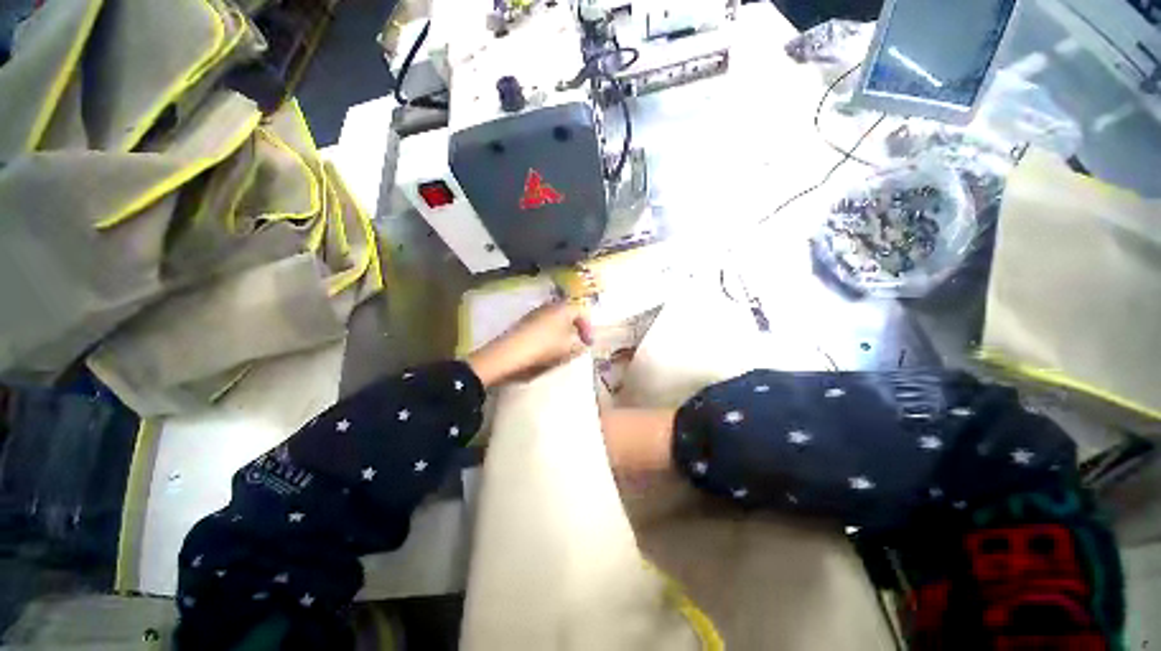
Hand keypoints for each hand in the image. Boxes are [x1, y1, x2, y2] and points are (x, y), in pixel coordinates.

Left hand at [466, 301, 593, 387]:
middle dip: (574, 327)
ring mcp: (534, 313)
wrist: (510, 353)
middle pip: (567, 313)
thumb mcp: (568, 349)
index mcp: (563, 308)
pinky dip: (549, 334)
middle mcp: (549, 306)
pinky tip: (545, 347)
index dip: (588, 327)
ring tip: (562, 347)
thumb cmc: (544, 348)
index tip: (588, 343)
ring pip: (554, 319)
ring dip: (561, 331)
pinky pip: (542, 325)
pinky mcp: (523, 322)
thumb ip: (579, 345)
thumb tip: (582, 343)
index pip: (582, 311)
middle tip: (577, 342)